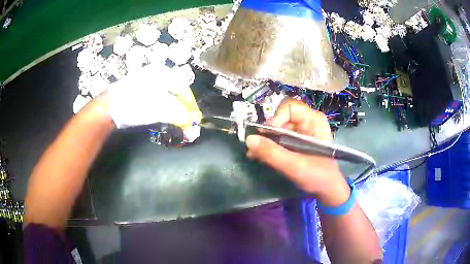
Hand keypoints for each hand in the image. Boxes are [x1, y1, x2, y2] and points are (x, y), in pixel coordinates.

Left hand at [106, 64, 201, 128]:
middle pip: (176, 93)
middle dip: (183, 109)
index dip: (191, 106)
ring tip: (177, 122)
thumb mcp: (161, 109)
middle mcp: (157, 75)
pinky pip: (157, 100)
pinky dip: (163, 110)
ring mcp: (146, 82)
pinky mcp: (139, 92)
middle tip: (187, 123)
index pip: (185, 90)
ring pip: (167, 97)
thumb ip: (180, 116)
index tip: (195, 120)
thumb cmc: (137, 104)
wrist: (109, 107)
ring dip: (174, 111)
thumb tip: (193, 125)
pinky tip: (163, 117)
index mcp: (164, 74)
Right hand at [246, 99, 348, 200]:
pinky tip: (259, 155)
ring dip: (265, 140)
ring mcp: (301, 131)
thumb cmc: (317, 176)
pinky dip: (268, 145)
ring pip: (277, 127)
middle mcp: (307, 121)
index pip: (290, 107)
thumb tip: (249, 139)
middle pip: (281, 116)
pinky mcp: (295, 140)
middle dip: (268, 131)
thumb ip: (272, 153)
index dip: (276, 118)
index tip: (267, 135)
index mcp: (314, 121)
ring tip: (254, 153)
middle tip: (257, 147)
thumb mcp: (294, 166)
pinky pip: (278, 137)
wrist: (326, 189)